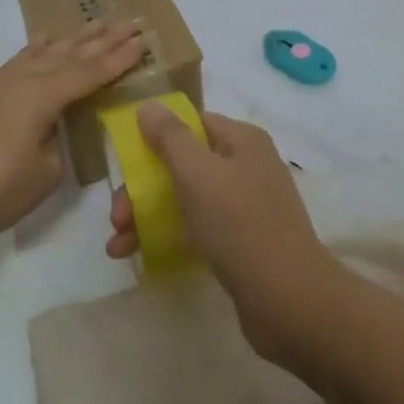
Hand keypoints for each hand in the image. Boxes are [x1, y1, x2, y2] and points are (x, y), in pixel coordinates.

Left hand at [0, 23, 144, 253]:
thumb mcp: (43, 175)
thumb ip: (55, 141)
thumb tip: (50, 126)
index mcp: (39, 97)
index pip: (88, 73)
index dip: (118, 59)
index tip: (142, 41)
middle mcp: (15, 80)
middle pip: (66, 55)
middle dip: (100, 41)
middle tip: (127, 24)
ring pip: (37, 55)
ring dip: (67, 41)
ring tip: (91, 25)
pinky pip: (12, 64)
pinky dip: (32, 52)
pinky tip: (38, 46)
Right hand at [106, 104, 337, 358]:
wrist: (287, 297)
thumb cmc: (239, 224)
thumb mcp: (198, 173)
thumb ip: (170, 137)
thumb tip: (148, 105)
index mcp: (242, 141)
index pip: (192, 123)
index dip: (155, 136)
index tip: (124, 161)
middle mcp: (246, 166)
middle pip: (182, 164)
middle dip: (142, 188)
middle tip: (117, 218)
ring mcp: (246, 206)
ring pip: (185, 199)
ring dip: (146, 216)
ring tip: (118, 246)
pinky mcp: (242, 242)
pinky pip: (196, 228)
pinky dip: (167, 237)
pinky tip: (139, 256)